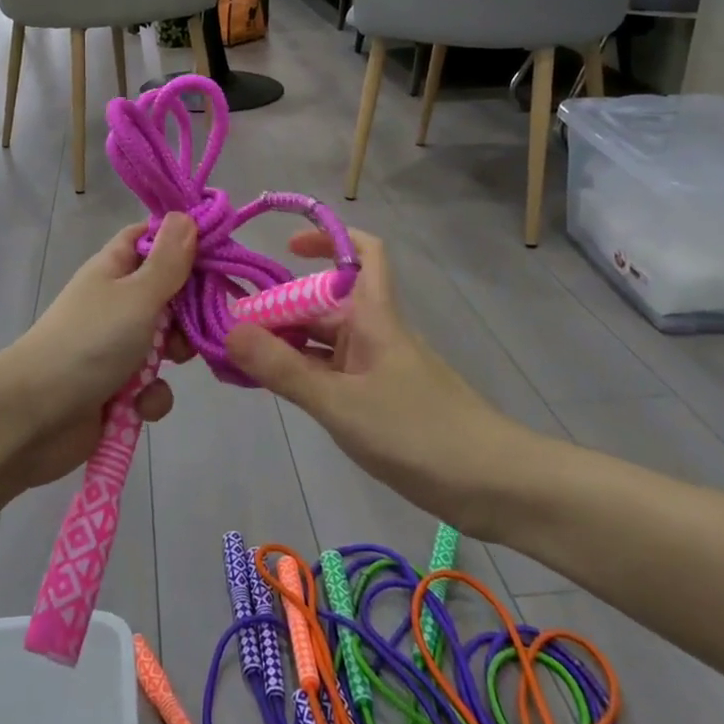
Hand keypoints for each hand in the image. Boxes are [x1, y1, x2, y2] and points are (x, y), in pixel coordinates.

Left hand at [0, 214, 197, 488]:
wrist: (35, 416)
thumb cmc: (90, 342)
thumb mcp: (136, 295)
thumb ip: (168, 262)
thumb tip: (185, 215)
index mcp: (114, 269)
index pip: (151, 239)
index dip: (183, 241)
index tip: (219, 251)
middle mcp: (116, 303)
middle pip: (169, 293)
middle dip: (189, 310)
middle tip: (202, 319)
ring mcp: (116, 347)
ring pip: (166, 343)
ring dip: (174, 356)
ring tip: (170, 364)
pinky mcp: (118, 390)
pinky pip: (151, 386)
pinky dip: (150, 396)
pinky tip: (139, 404)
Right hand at [225, 228, 543, 537]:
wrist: (494, 485)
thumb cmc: (418, 432)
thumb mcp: (341, 402)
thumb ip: (284, 369)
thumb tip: (229, 331)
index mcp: (373, 316)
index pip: (362, 252)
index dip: (328, 237)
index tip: (286, 248)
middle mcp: (375, 332)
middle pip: (325, 301)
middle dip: (280, 305)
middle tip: (231, 325)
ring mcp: (379, 367)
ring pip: (325, 339)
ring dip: (287, 342)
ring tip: (239, 357)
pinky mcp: (381, 399)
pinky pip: (333, 371)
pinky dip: (303, 372)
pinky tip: (277, 387)